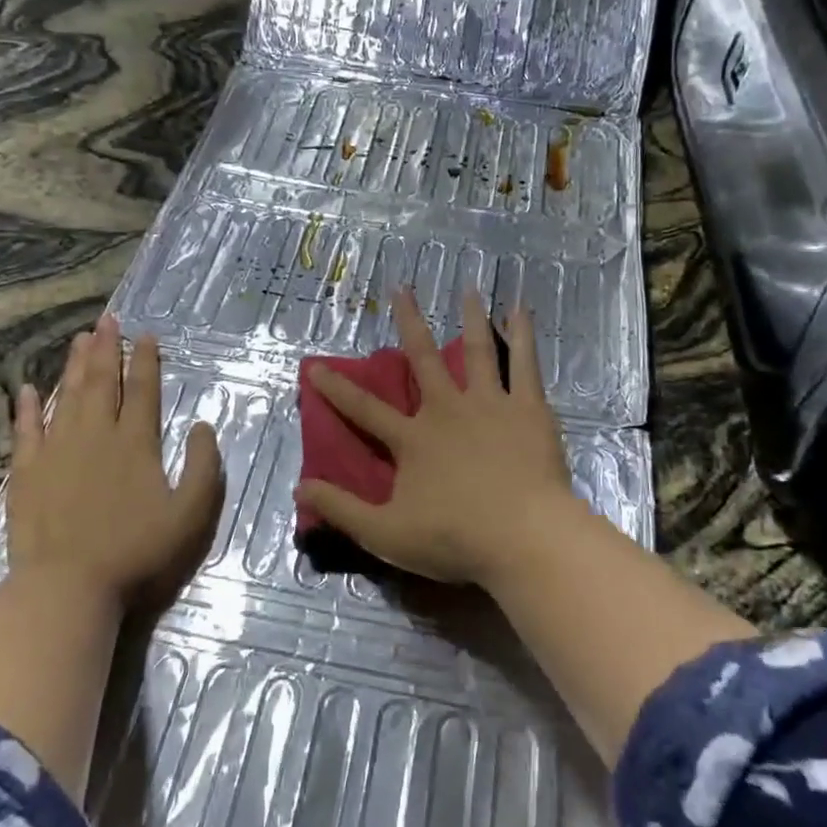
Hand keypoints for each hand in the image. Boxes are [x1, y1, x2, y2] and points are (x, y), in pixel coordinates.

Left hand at [8, 314, 224, 609]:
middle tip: (108, 319)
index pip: (143, 390)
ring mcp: (56, 451)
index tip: (146, 334)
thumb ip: (204, 466)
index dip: (146, 360)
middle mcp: (96, 435)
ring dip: (74, 365)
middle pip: (102, 382)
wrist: (68, 587)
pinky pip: (26, 429)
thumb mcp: (191, 513)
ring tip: (80, 339)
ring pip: (66, 396)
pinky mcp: (26, 472)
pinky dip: (28, 407)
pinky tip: (28, 388)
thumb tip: (203, 425)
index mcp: (136, 442)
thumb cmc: (137, 551)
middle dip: (107, 348)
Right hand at [294, 288, 584, 586]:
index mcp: (414, 439)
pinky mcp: (527, 408)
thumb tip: (299, 489)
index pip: (365, 409)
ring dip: (471, 318)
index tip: (314, 366)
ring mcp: (489, 404)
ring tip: (469, 287)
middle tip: (401, 289)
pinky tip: (522, 308)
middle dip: (409, 322)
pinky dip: (523, 333)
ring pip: (477, 351)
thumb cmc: (456, 538)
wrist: (524, 537)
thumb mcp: (386, 534)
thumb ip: (341, 510)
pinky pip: (525, 363)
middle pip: (423, 357)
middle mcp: (447, 409)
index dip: (336, 389)